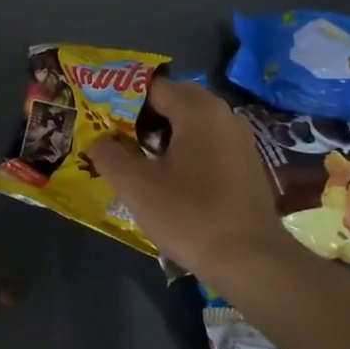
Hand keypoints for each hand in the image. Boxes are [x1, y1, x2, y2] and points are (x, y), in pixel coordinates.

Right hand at [87, 80, 291, 284]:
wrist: (250, 261)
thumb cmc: (189, 214)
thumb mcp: (135, 185)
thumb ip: (109, 155)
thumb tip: (98, 141)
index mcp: (198, 109)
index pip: (153, 87)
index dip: (122, 101)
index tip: (101, 121)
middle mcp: (223, 115)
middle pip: (174, 102)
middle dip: (142, 118)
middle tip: (114, 139)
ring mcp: (239, 141)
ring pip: (191, 125)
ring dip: (162, 137)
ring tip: (135, 160)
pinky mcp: (246, 166)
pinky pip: (207, 145)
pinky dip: (184, 153)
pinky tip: (167, 179)